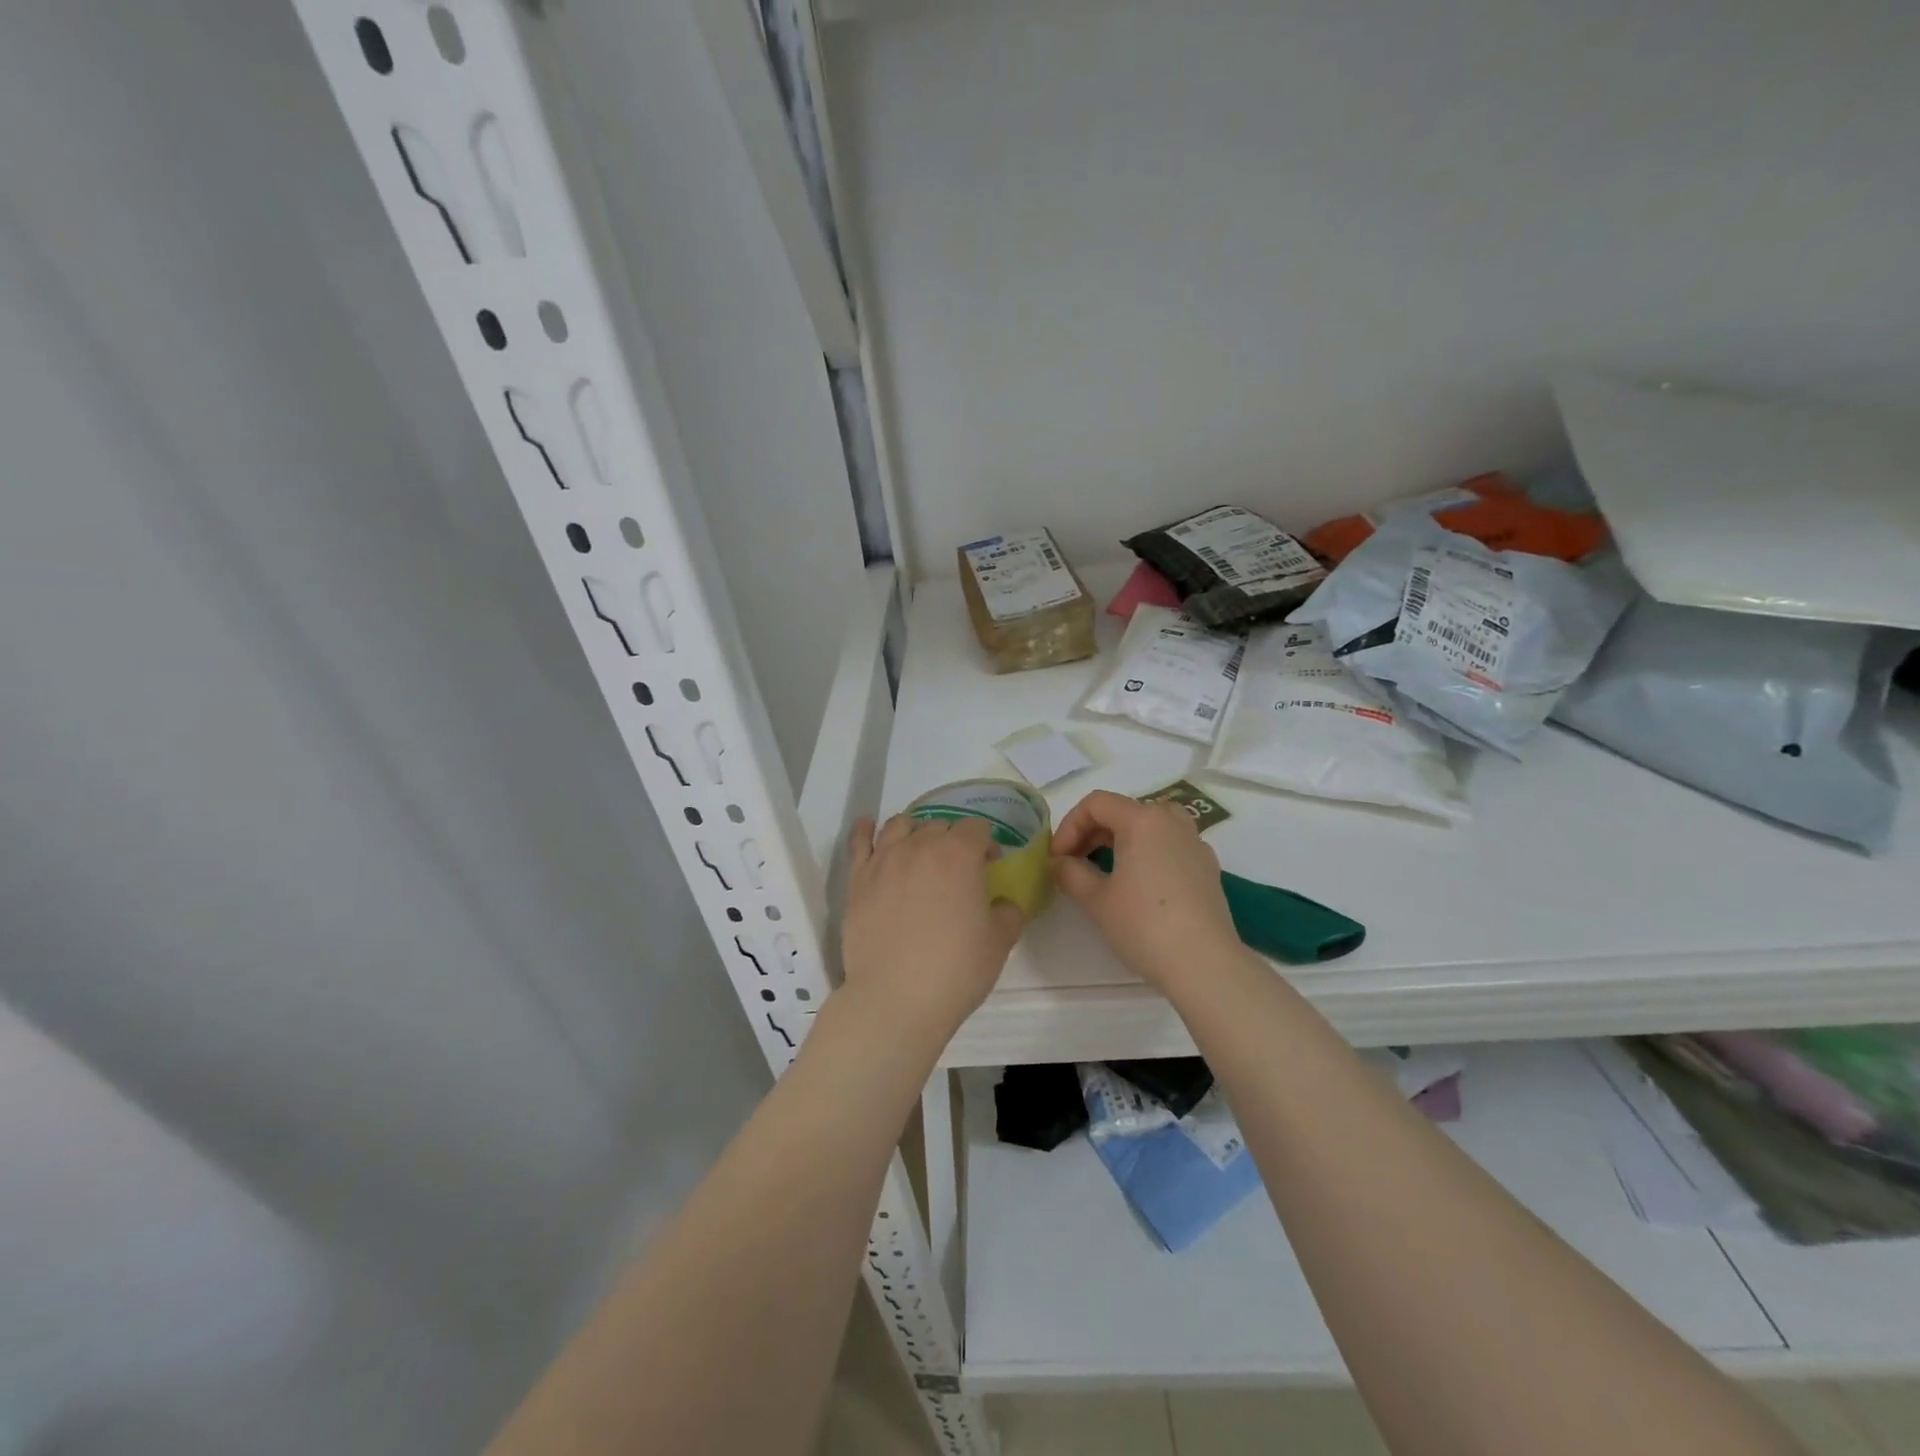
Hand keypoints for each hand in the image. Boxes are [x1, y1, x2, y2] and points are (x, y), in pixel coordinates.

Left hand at [839, 814, 1024, 1046]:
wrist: (895, 999)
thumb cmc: (955, 970)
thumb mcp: (999, 942)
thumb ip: (1008, 913)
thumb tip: (1003, 903)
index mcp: (959, 855)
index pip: (976, 828)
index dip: (986, 844)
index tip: (990, 865)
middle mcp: (919, 847)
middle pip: (939, 826)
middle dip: (953, 839)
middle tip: (958, 868)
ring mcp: (884, 860)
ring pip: (899, 825)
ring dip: (915, 831)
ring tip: (919, 849)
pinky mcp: (857, 880)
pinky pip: (859, 842)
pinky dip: (864, 830)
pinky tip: (868, 826)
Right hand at [1051, 790, 1242, 993]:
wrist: (1204, 965)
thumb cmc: (1144, 926)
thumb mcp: (1096, 900)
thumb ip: (1071, 873)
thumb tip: (1059, 863)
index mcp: (1143, 821)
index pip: (1096, 803)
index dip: (1069, 826)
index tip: (1058, 858)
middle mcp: (1172, 823)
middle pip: (1125, 810)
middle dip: (1093, 832)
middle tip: (1075, 863)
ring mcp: (1195, 844)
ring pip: (1152, 825)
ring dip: (1123, 838)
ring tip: (1107, 867)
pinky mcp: (1208, 868)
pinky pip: (1171, 845)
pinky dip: (1148, 852)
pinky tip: (1140, 886)